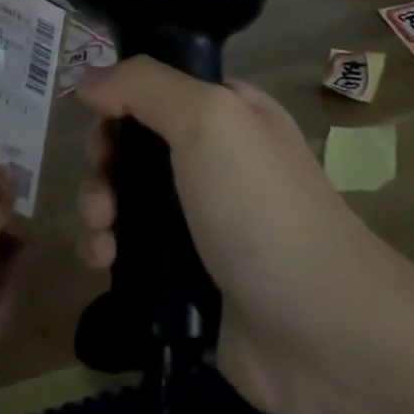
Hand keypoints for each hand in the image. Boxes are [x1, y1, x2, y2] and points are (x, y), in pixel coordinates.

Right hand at [75, 58, 413, 413]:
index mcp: (228, 112)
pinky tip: (105, 261)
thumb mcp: (208, 118)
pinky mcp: (185, 277)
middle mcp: (213, 160)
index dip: (120, 98)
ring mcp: (199, 221)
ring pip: (124, 197)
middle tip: (102, 180)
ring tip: (101, 230)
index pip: (157, 87)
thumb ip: (143, 85)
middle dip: (103, 159)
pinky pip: (129, 251)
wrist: (324, 335)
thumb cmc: (262, 208)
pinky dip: (106, 249)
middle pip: (133, 142)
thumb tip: (88, 79)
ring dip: (97, 206)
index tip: (100, 121)